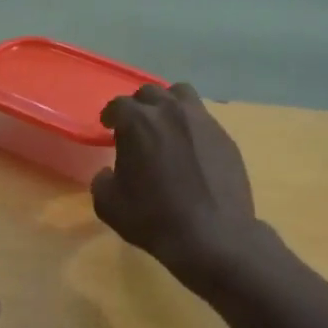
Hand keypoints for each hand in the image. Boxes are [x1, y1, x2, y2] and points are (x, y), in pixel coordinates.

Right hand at [93, 82, 259, 279]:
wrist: (211, 234)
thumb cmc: (153, 218)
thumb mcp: (109, 205)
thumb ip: (102, 181)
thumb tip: (108, 173)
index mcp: (138, 122)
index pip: (118, 105)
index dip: (110, 116)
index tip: (108, 127)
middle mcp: (170, 111)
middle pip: (150, 93)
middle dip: (139, 107)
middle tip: (136, 128)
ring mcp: (202, 121)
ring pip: (182, 96)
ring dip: (169, 106)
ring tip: (166, 128)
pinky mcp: (225, 137)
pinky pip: (203, 120)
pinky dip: (192, 128)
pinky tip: (190, 151)